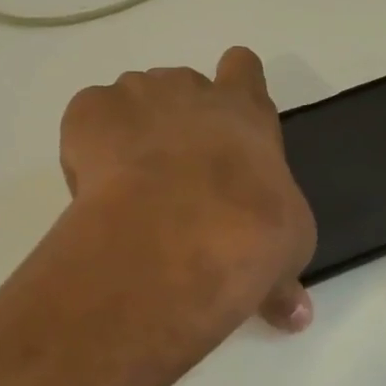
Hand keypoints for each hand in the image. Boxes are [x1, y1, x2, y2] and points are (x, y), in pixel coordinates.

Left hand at [60, 48, 316, 331]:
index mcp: (247, 113)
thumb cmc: (251, 234)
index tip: (226, 118)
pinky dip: (89, 144)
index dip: (235, 85)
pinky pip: (90, 115)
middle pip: (183, 85)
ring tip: (130, 187)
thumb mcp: (284, 255)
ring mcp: (139, 95)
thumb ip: (283, 276)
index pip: (244, 69)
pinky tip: (96, 186)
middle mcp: (192, 92)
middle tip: (175, 173)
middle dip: (177, 119)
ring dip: (133, 132)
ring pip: (134, 99)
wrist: (181, 235)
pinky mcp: (91, 111)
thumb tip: (296, 316)